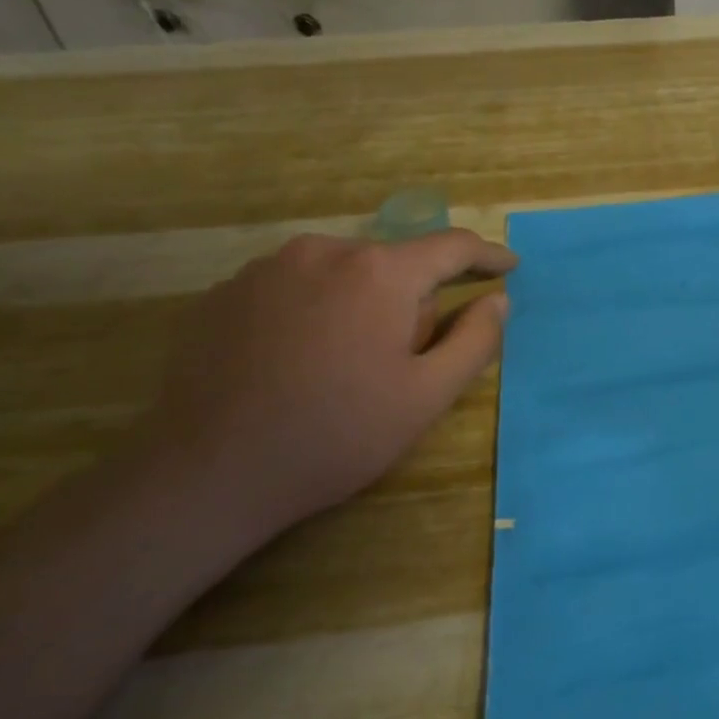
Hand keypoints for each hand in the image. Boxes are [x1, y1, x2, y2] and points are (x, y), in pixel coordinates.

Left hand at [140, 230, 516, 540]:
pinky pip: (294, 288)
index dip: (486, 256)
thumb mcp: (427, 396)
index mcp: (379, 272)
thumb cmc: (338, 434)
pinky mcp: (225, 292)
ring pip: (342, 274)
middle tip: (407, 360)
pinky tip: (300, 363)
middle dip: (412, 300)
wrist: (211, 472)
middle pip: (393, 264)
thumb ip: (474, 340)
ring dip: (361, 304)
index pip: (450, 247)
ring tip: (348, 366)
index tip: (508, 267)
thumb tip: (497, 300)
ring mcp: (266, 268)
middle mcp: (323, 250)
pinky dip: (315, 312)